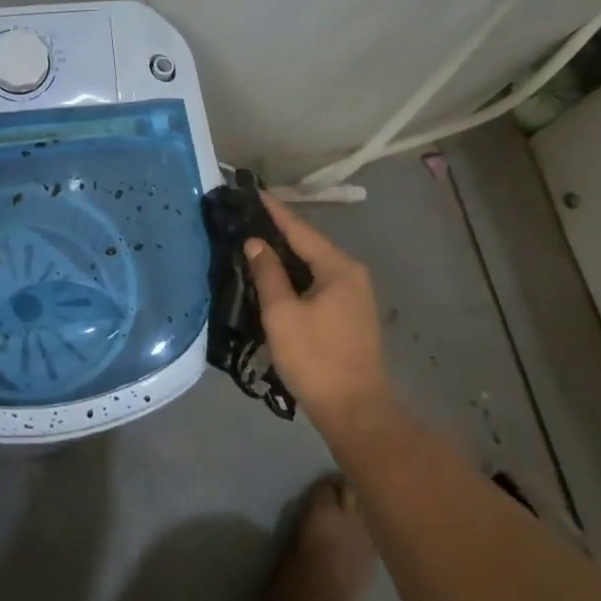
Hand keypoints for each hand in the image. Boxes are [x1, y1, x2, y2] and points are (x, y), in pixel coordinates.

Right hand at [243, 194, 392, 428]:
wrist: (355, 410)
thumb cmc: (315, 358)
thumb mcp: (282, 314)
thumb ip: (268, 273)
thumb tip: (255, 243)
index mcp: (339, 267)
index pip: (300, 229)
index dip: (274, 210)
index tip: (251, 191)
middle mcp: (351, 273)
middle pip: (309, 244)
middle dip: (277, 230)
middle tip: (245, 217)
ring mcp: (354, 294)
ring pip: (313, 264)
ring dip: (285, 254)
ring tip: (253, 242)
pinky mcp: (349, 314)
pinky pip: (318, 281)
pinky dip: (295, 274)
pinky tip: (274, 276)